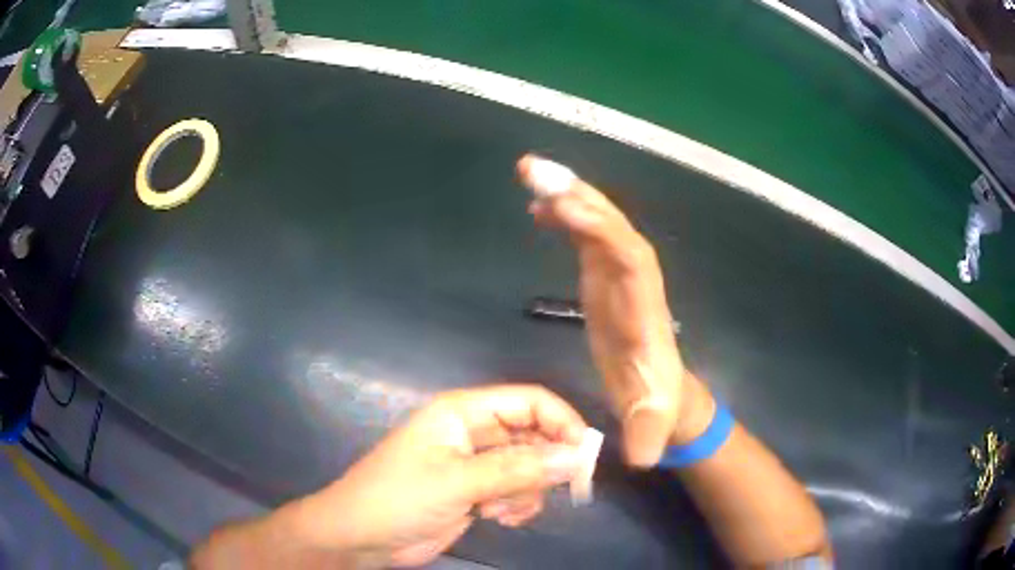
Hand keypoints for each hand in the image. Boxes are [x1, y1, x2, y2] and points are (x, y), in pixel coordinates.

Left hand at [292, 385, 587, 567]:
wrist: (361, 537)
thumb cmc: (399, 498)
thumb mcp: (458, 482)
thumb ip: (518, 469)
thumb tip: (577, 457)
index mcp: (463, 412)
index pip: (528, 401)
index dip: (561, 421)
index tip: (585, 454)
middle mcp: (473, 433)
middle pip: (533, 435)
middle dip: (547, 463)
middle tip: (562, 489)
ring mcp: (475, 464)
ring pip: (528, 467)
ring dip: (527, 490)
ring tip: (502, 510)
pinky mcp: (475, 492)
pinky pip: (516, 491)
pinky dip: (517, 505)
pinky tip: (497, 519)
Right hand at [517, 155, 713, 466]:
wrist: (662, 395)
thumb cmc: (655, 406)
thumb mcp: (652, 424)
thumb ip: (647, 437)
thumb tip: (643, 459)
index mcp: (644, 309)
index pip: (631, 259)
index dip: (603, 231)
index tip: (569, 208)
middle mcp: (634, 281)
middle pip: (612, 226)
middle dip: (578, 195)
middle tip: (535, 169)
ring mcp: (618, 275)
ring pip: (597, 222)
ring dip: (567, 193)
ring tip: (530, 171)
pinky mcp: (603, 278)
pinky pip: (584, 236)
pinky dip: (563, 217)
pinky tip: (537, 208)